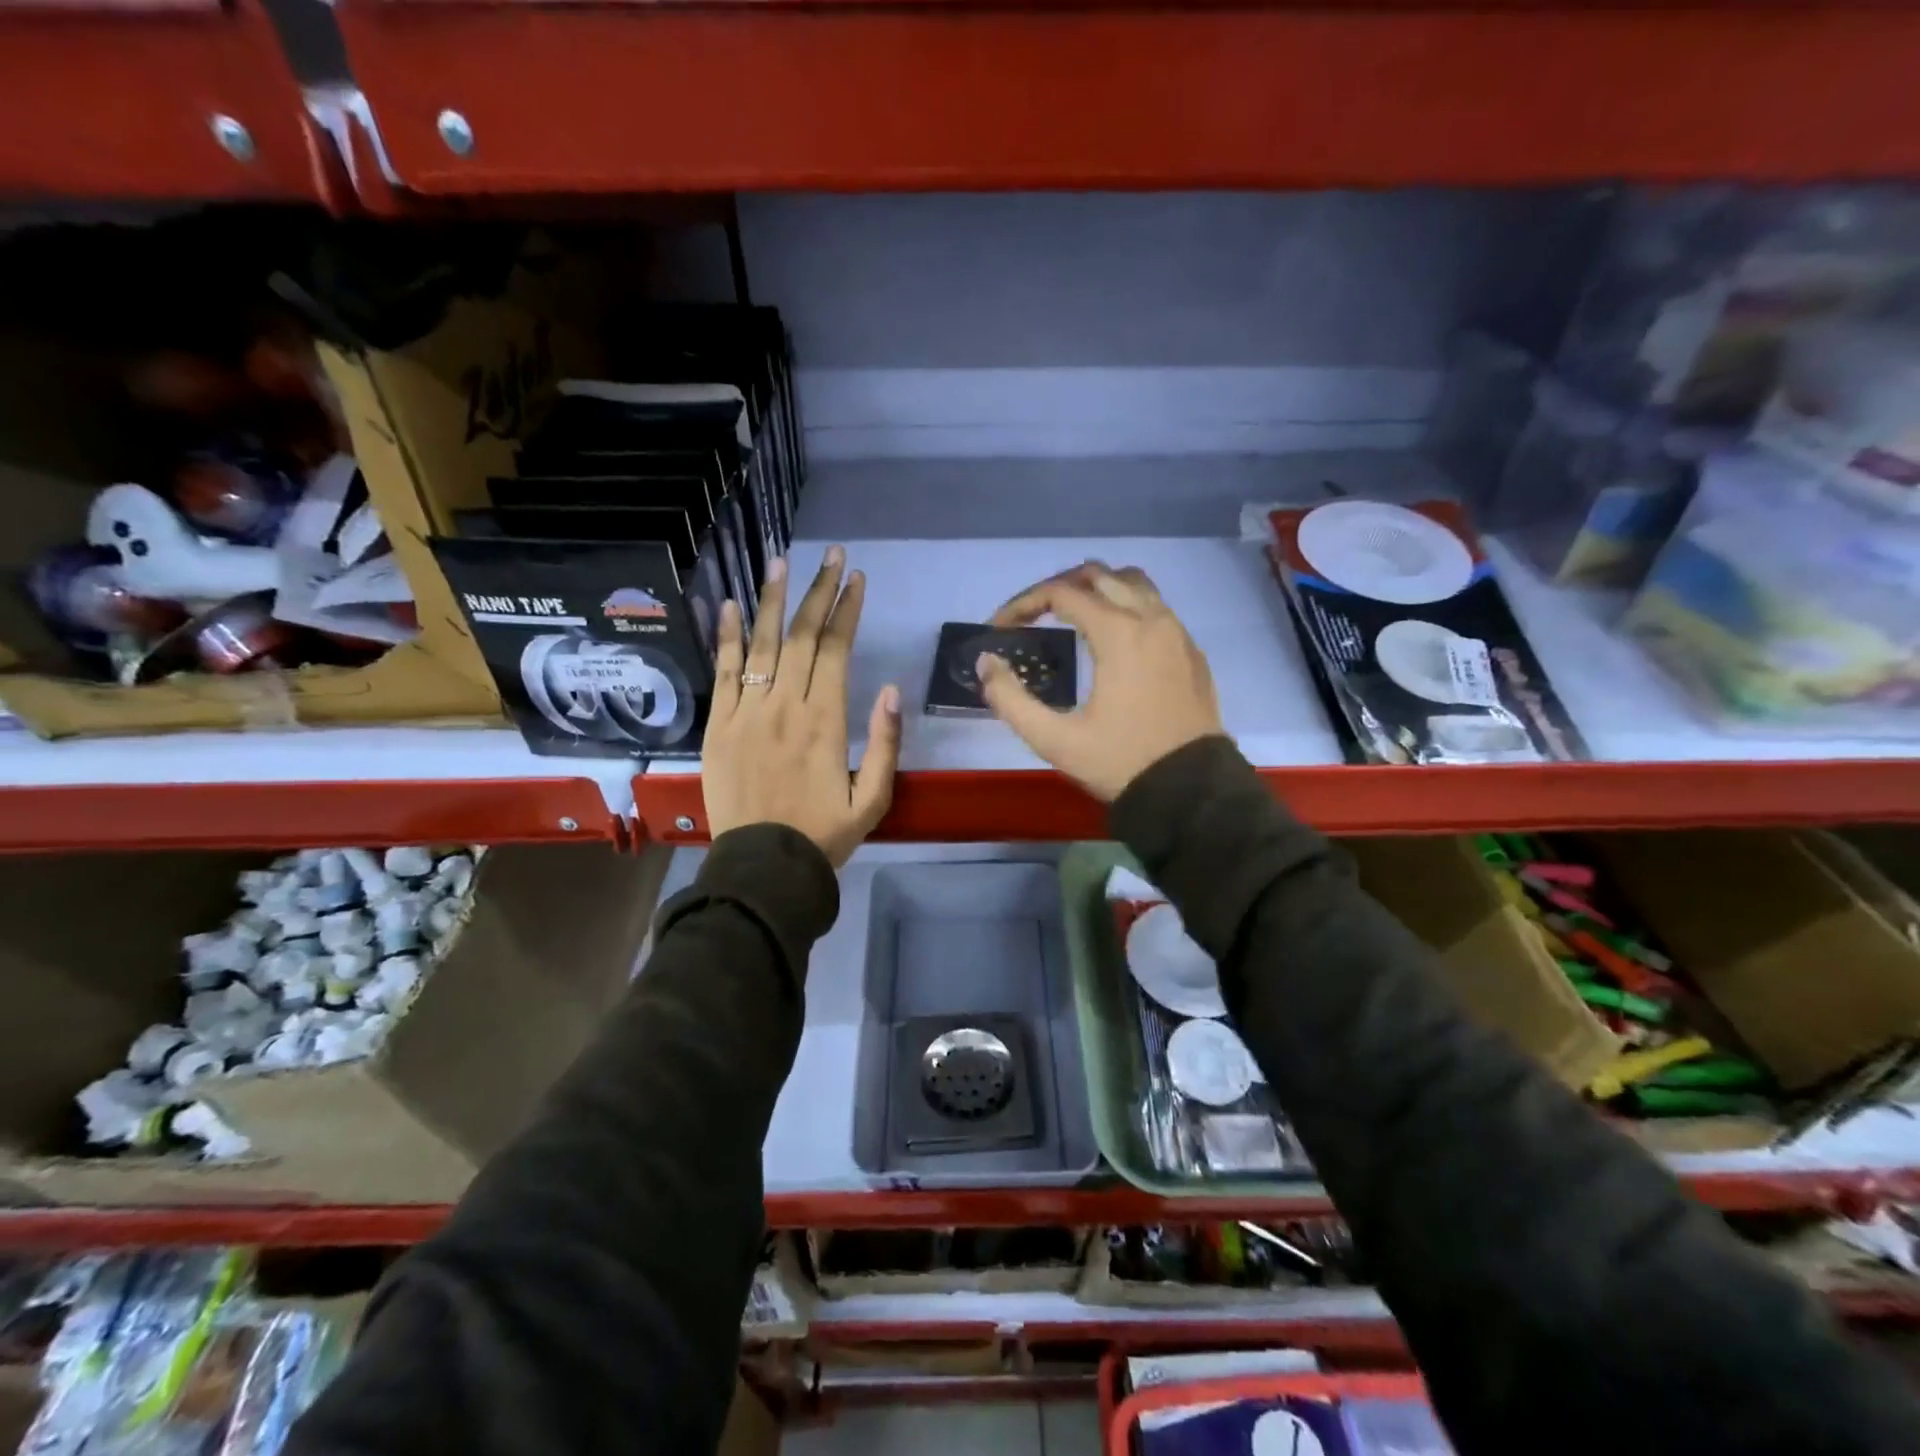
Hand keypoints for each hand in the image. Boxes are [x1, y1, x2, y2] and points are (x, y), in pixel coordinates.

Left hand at [703, 547, 901, 867]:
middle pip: (801, 636)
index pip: (836, 651)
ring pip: (762, 644)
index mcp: (826, 721)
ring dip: (772, 600)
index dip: (847, 611)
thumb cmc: (824, 835)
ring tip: (780, 562)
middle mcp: (785, 706)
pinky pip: (723, 672)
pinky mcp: (719, 726)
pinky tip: (730, 605)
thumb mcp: (873, 799)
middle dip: (818, 591)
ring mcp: (747, 712)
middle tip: (831, 556)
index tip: (857, 579)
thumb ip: (884, 743)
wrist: (764, 867)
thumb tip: (890, 688)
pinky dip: (727, 636)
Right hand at [978, 561, 1223, 801]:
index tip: (1000, 627)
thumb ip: (1011, 699)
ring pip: (1134, 584)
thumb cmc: (1121, 763)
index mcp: (1119, 633)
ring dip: (1097, 589)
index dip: (1023, 603)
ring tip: (1071, 613)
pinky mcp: (1191, 651)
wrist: (1191, 791)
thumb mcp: (1055, 740)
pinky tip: (1113, 639)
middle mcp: (1151, 619)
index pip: (1062, 593)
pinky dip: (1127, 606)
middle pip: (1099, 575)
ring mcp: (1177, 633)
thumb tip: (987, 663)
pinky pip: (1156, 607)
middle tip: (1031, 614)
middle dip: (1058, 587)